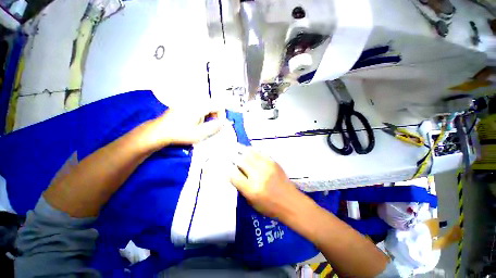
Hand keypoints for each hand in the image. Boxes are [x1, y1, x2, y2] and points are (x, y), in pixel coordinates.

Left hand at [148, 105, 226, 147]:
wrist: (160, 131)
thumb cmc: (181, 133)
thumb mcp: (200, 133)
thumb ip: (214, 127)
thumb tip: (222, 123)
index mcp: (200, 106)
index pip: (219, 104)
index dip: (222, 114)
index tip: (219, 124)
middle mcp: (196, 100)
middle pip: (213, 104)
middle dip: (216, 116)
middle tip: (211, 127)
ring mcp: (190, 102)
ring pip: (207, 106)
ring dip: (209, 116)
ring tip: (203, 126)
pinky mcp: (186, 105)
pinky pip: (200, 107)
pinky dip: (203, 115)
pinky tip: (196, 123)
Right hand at [229, 147, 302, 217]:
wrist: (291, 202)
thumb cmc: (271, 207)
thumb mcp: (252, 203)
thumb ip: (242, 189)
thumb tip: (233, 176)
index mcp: (252, 189)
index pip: (234, 175)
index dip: (227, 170)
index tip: (224, 166)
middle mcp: (258, 176)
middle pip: (241, 161)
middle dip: (233, 156)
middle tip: (228, 152)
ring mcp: (267, 167)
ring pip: (251, 154)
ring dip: (241, 149)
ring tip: (235, 146)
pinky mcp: (273, 163)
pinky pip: (261, 153)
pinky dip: (253, 150)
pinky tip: (249, 149)